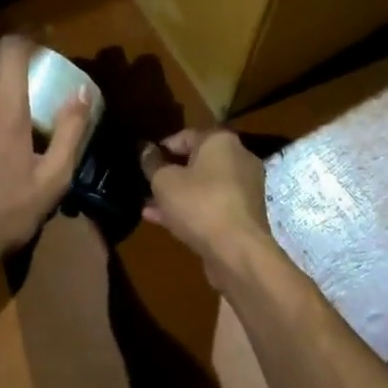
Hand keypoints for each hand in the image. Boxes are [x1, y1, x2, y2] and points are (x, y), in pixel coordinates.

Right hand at [140, 129, 274, 279]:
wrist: (238, 251)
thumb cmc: (199, 204)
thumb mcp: (164, 181)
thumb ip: (153, 164)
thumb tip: (146, 150)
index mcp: (221, 141)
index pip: (185, 136)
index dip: (161, 148)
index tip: (143, 162)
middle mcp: (238, 158)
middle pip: (196, 161)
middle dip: (169, 173)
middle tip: (146, 184)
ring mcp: (244, 188)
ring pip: (203, 186)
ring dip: (177, 194)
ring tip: (149, 204)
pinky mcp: (244, 215)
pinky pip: (212, 205)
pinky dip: (191, 209)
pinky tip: (163, 221)